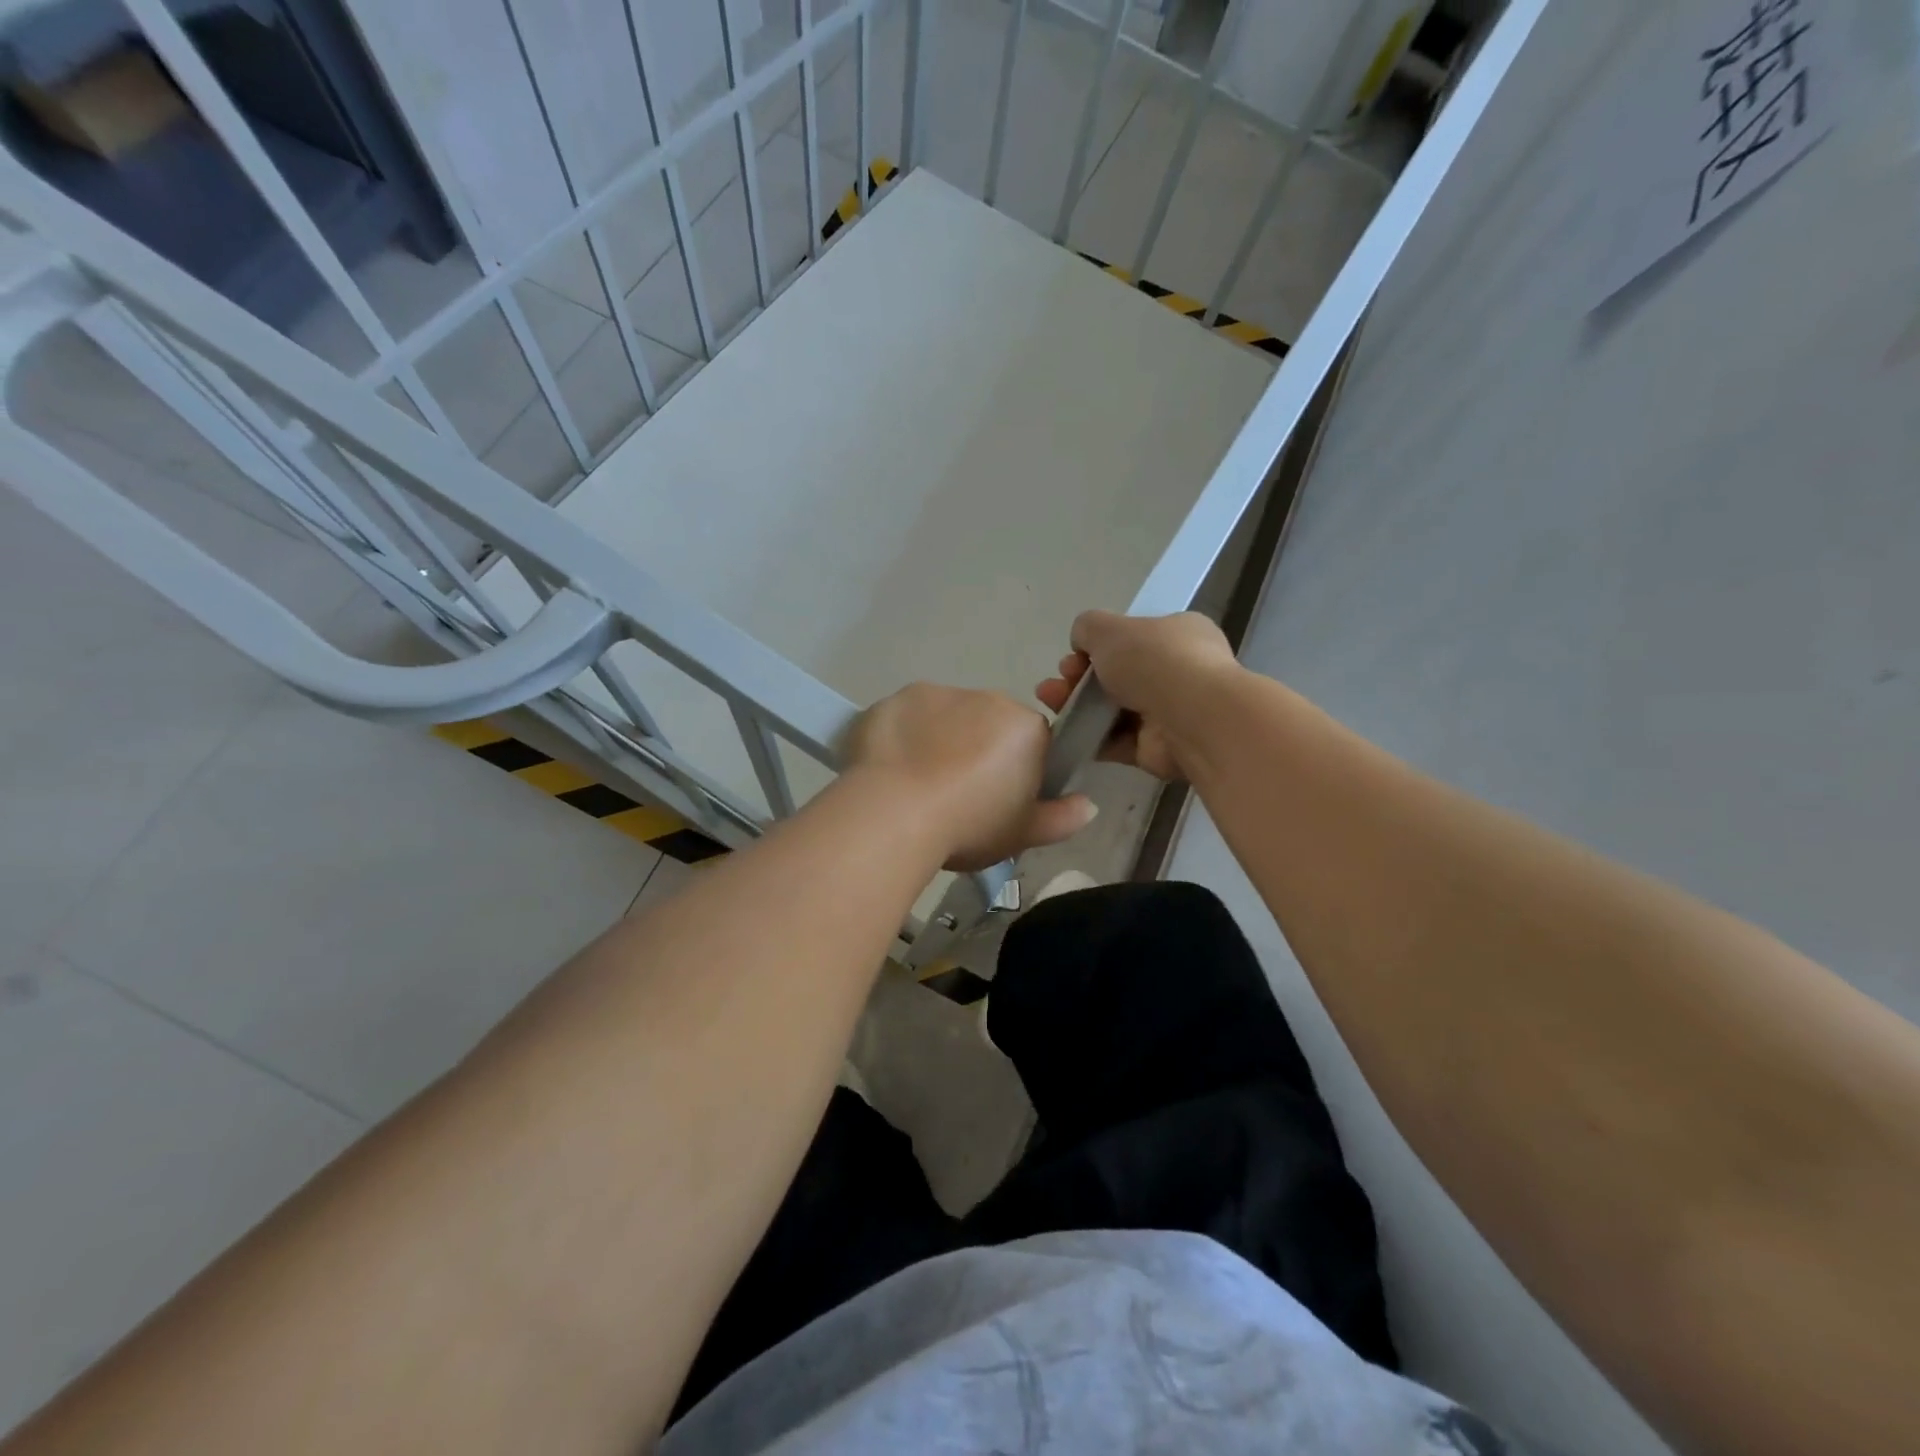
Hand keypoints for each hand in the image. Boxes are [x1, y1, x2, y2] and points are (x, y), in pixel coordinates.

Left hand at [845, 683, 1096, 870]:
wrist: (893, 814)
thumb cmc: (969, 825)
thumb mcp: (1023, 834)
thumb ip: (1061, 818)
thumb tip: (1088, 805)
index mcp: (1024, 726)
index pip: (1032, 741)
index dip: (1017, 771)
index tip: (999, 800)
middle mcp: (984, 697)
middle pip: (988, 724)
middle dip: (978, 750)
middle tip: (957, 796)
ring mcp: (934, 694)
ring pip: (944, 717)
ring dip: (938, 740)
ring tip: (917, 786)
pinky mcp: (892, 700)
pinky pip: (904, 719)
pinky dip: (901, 738)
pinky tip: (889, 772)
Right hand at [1036, 611, 1240, 780]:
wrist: (1192, 719)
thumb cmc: (1155, 661)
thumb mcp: (1109, 628)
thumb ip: (1088, 628)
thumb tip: (1083, 644)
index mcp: (1178, 634)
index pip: (1133, 638)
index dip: (1097, 647)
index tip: (1073, 657)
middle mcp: (1178, 672)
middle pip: (1118, 675)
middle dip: (1080, 679)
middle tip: (1055, 686)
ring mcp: (1170, 713)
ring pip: (1114, 710)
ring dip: (1079, 708)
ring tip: (1051, 707)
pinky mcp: (1158, 749)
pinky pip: (1118, 742)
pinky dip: (1092, 738)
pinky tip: (1066, 734)